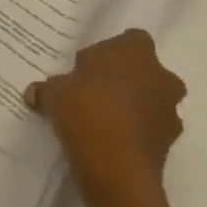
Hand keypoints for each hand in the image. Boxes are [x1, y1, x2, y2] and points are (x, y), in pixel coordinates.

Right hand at [24, 30, 185, 200]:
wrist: (115, 167)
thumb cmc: (85, 111)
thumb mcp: (54, 93)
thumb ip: (47, 88)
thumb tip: (35, 93)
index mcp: (134, 52)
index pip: (131, 39)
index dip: (110, 51)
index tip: (89, 66)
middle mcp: (161, 76)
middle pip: (144, 70)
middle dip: (125, 79)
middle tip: (94, 91)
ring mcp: (170, 110)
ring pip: (150, 100)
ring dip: (132, 106)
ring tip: (100, 120)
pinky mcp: (170, 142)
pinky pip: (150, 128)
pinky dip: (135, 132)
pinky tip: (108, 141)